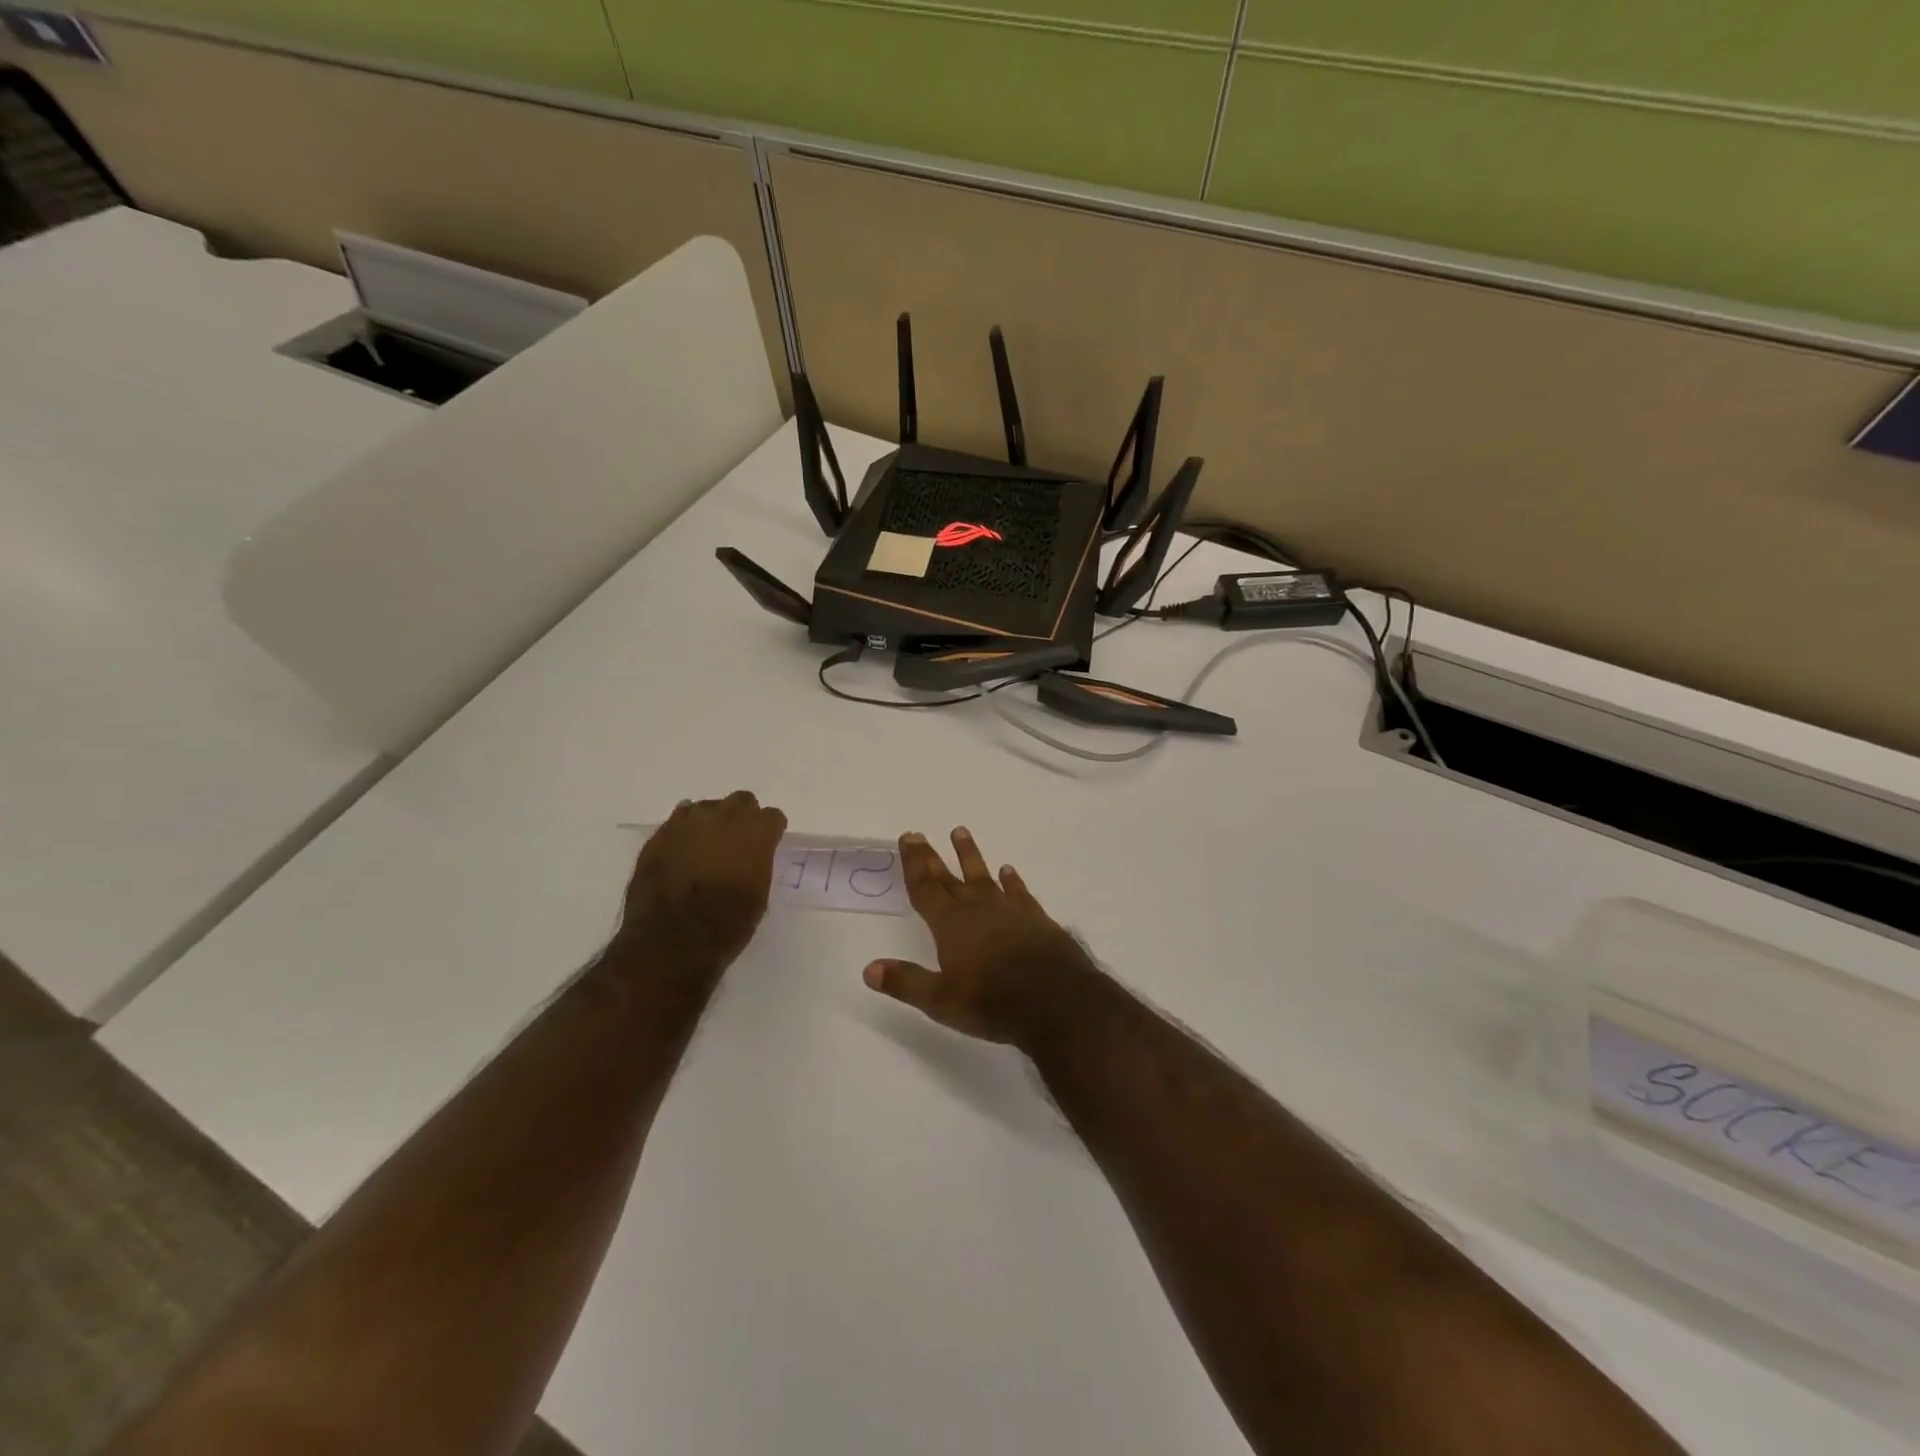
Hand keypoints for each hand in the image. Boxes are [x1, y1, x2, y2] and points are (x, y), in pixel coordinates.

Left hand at [619, 792, 786, 969]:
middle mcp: (725, 817)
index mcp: (756, 832)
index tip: (767, 845)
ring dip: (712, 822)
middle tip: (738, 842)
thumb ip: (758, 864)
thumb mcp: (759, 896)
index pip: (773, 816)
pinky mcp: (661, 834)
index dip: (770, 832)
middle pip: (742, 801)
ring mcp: (689, 822)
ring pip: (708, 807)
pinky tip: (683, 850)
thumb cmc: (726, 924)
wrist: (671, 940)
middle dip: (743, 817)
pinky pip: (679, 820)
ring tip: (706, 847)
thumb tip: (751, 858)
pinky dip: (685, 831)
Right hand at [863, 828, 1100, 1047]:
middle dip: (932, 856)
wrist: (1055, 999)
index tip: (908, 838)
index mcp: (950, 924)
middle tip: (919, 834)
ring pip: (983, 875)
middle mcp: (976, 908)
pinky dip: (1011, 880)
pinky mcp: (1035, 916)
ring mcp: (1008, 909)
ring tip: (960, 832)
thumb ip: (906, 982)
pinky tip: (1008, 870)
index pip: (925, 888)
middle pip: (948, 877)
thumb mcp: (941, 1000)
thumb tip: (869, 969)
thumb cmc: (991, 1001)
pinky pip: (1018, 891)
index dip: (913, 864)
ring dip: (970, 855)